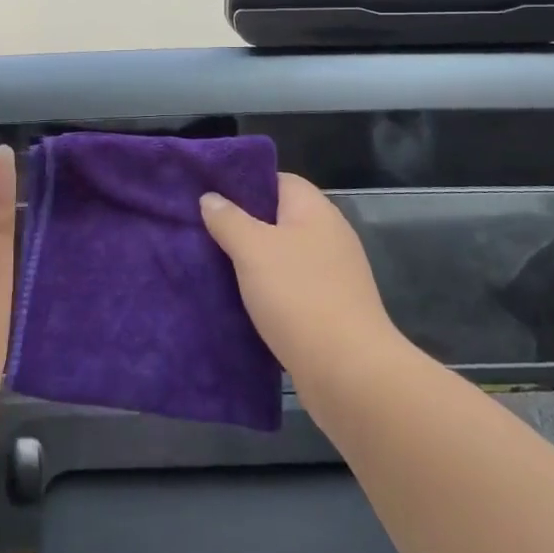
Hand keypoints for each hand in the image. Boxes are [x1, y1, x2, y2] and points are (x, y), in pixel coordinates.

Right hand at [200, 174, 406, 407]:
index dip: (245, 182)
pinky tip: (241, 299)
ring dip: (253, 260)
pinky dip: (268, 289)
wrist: (350, 373)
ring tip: (214, 263)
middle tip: (203, 230)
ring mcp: (334, 274)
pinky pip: (291, 286)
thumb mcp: (252, 249)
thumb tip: (211, 198)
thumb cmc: (298, 296)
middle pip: (279, 217)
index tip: (211, 194)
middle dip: (243, 223)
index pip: (278, 180)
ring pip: (283, 254)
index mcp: (315, 210)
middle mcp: (329, 235)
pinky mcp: (331, 308)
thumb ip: (228, 219)